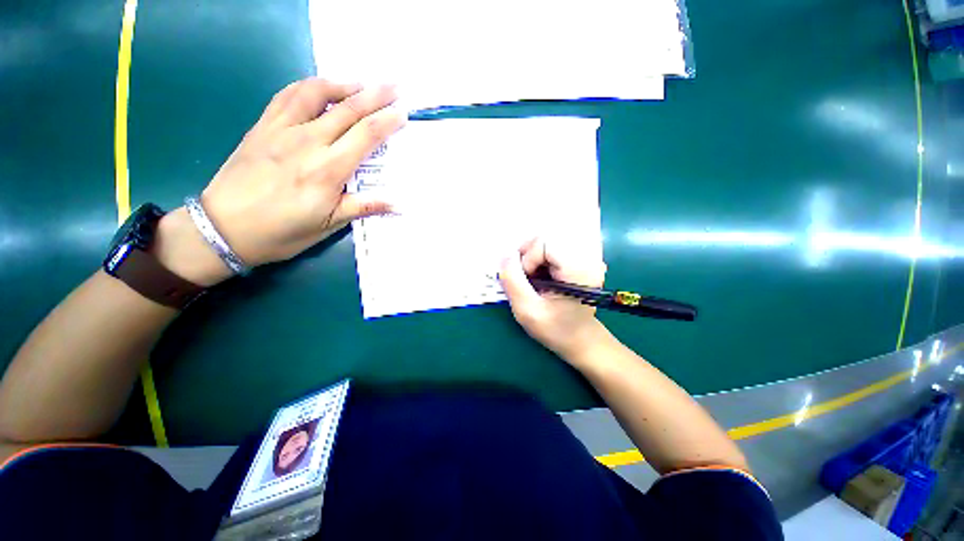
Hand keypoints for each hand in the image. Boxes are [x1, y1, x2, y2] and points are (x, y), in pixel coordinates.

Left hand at [153, 79, 405, 285]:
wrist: (225, 228)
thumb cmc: (283, 231)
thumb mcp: (329, 225)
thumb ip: (364, 207)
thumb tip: (399, 205)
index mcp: (328, 169)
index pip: (366, 135)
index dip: (388, 121)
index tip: (403, 112)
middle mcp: (308, 142)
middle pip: (348, 109)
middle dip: (375, 95)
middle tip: (394, 86)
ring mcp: (282, 130)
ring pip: (316, 93)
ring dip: (343, 84)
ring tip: (360, 84)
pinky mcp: (263, 126)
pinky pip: (287, 96)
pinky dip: (308, 86)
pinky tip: (320, 88)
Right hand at [499, 238, 608, 360]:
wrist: (581, 339)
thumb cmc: (556, 329)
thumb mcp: (527, 310)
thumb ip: (512, 281)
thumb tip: (504, 255)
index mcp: (580, 270)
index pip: (545, 242)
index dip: (528, 258)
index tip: (527, 281)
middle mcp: (586, 257)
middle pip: (545, 238)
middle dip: (527, 256)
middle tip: (526, 279)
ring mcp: (584, 257)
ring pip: (546, 242)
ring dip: (532, 258)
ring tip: (534, 280)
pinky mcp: (578, 259)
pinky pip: (551, 248)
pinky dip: (538, 260)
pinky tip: (541, 277)